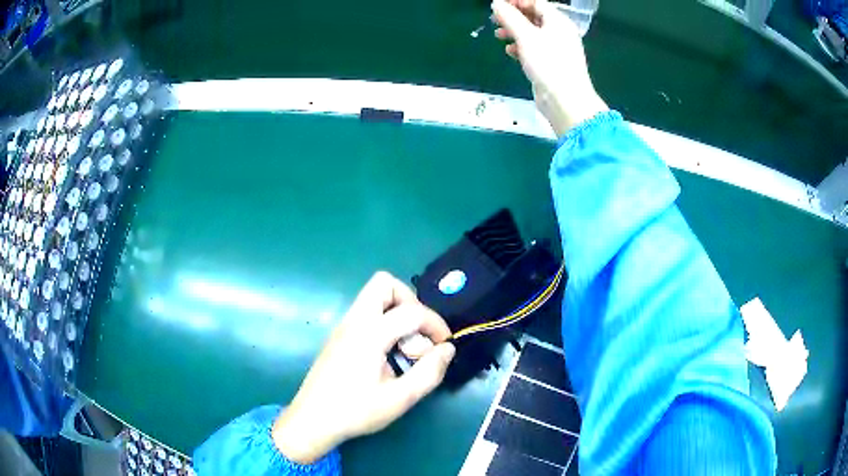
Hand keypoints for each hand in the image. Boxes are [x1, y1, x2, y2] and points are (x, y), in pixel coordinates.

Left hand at [271, 272, 455, 463]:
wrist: (313, 420)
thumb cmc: (356, 411)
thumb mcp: (400, 399)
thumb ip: (429, 372)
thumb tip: (447, 349)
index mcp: (369, 334)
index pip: (412, 311)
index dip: (435, 325)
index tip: (444, 346)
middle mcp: (354, 321)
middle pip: (384, 283)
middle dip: (410, 302)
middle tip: (418, 334)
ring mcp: (343, 326)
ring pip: (373, 297)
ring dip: (396, 312)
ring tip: (403, 349)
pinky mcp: (339, 336)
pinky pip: (366, 314)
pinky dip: (383, 323)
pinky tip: (386, 356)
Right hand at [492, 0, 608, 136]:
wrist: (565, 100)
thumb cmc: (548, 63)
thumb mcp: (526, 36)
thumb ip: (510, 17)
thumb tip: (497, 4)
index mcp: (559, 22)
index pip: (537, 3)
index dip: (517, 1)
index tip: (498, 5)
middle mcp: (560, 33)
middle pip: (534, 17)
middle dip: (514, 16)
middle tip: (495, 19)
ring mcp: (557, 49)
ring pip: (533, 33)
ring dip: (515, 32)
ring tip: (499, 35)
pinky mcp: (551, 64)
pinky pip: (534, 49)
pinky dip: (521, 47)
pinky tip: (510, 51)